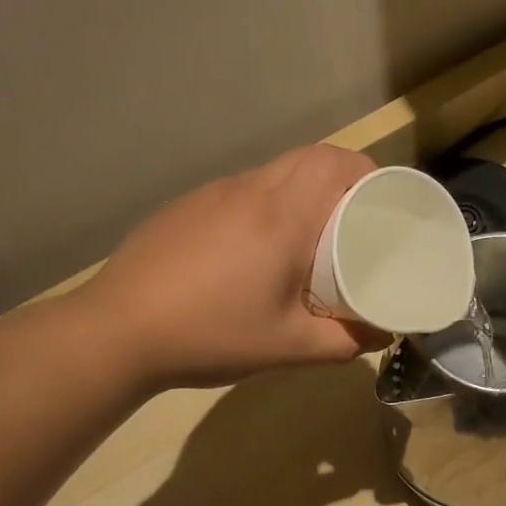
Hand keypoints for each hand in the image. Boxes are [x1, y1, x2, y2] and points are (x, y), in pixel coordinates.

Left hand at [78, 145, 389, 388]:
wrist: (119, 330)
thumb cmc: (212, 335)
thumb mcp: (287, 347)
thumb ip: (343, 342)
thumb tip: (383, 336)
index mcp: (280, 217)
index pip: (335, 163)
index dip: (367, 171)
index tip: (385, 200)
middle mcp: (248, 191)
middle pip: (307, 158)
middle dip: (341, 178)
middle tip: (356, 218)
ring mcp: (211, 195)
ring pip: (272, 172)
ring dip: (302, 190)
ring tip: (312, 234)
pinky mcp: (186, 207)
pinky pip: (241, 191)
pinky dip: (266, 204)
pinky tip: (258, 248)